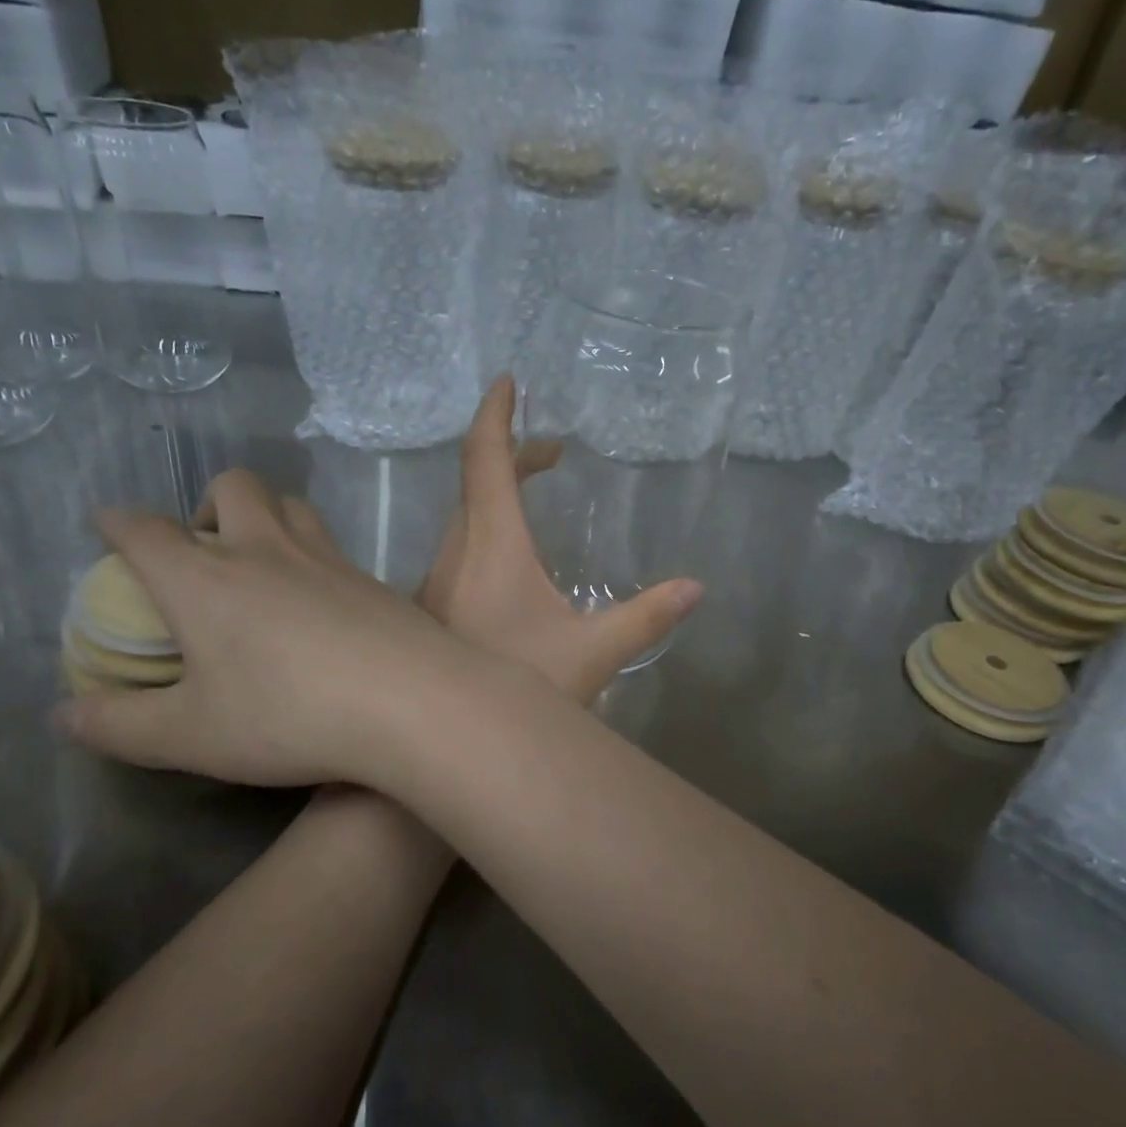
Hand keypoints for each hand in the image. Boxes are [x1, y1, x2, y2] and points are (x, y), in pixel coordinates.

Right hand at [54, 470, 470, 786]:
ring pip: (293, 505)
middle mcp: (265, 551)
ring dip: (268, 516)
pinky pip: (335, 547)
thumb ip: (120, 725)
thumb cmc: (288, 717)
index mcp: (204, 579)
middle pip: (235, 485)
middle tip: (206, 546)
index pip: (145, 530)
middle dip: (210, 501)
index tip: (110, 525)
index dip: (118, 522)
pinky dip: (315, 557)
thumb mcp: (189, 737)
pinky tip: (321, 602)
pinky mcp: (374, 580)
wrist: (410, 702)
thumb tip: (63, 714)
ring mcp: (328, 559)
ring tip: (262, 562)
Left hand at [418, 377, 702, 703]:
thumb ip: (645, 618)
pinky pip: (457, 551)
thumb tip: (695, 588)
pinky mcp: (430, 612)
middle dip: (512, 458)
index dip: (495, 415)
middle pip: (475, 485)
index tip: (508, 381)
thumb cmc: (524, 691)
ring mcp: (434, 585)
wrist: (450, 745)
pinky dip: (485, 533)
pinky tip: (510, 569)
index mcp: (491, 548)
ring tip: (537, 498)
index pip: (485, 461)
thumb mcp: (594, 654)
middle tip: (554, 455)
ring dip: (497, 497)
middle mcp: (454, 555)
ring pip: (463, 521)